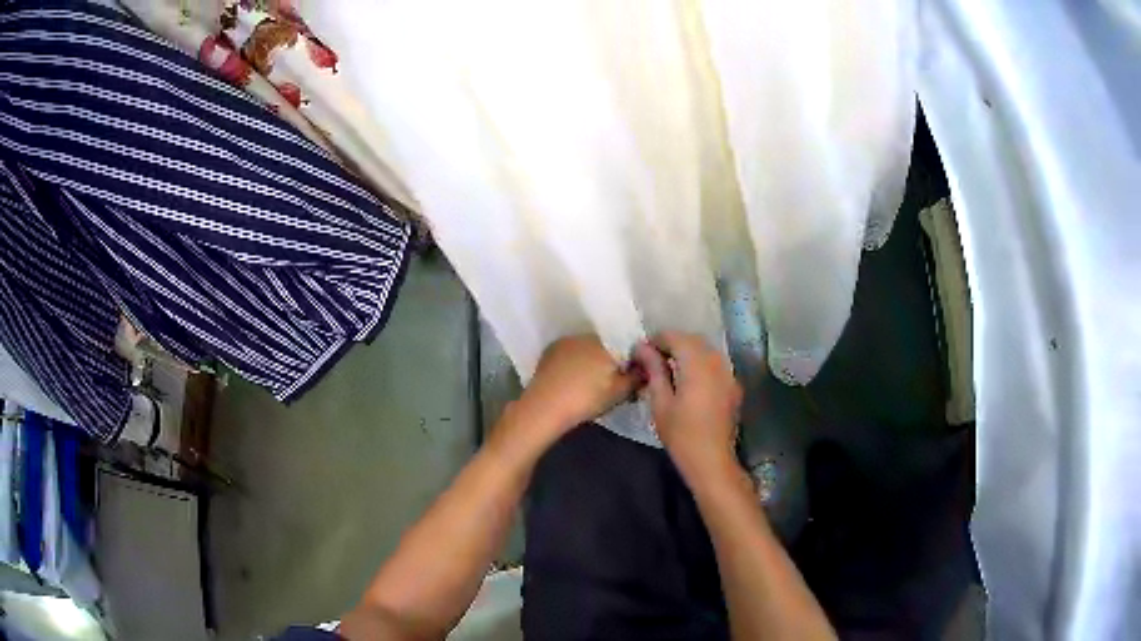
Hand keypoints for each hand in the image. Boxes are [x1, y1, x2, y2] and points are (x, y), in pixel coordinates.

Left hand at [511, 335, 640, 441]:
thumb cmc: (587, 400)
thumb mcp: (620, 393)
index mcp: (607, 344)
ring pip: (586, 348)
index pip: (627, 346)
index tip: (630, 376)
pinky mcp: (550, 350)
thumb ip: (637, 378)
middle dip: (610, 360)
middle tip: (610, 381)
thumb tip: (647, 369)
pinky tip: (572, 379)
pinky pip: (570, 353)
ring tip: (590, 382)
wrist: (545, 407)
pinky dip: (574, 362)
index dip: (631, 361)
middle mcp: (587, 336)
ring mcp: (566, 341)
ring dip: (591, 360)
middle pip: (606, 346)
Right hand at [633, 332, 742, 479]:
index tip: (641, 353)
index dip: (656, 340)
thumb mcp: (661, 403)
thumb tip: (642, 347)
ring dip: (687, 352)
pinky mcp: (733, 385)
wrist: (712, 460)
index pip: (675, 337)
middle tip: (652, 360)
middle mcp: (716, 362)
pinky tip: (689, 381)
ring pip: (706, 350)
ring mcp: (728, 373)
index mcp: (697, 364)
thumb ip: (654, 370)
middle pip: (693, 340)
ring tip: (669, 369)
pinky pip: (715, 363)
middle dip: (672, 343)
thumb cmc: (681, 435)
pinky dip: (700, 363)